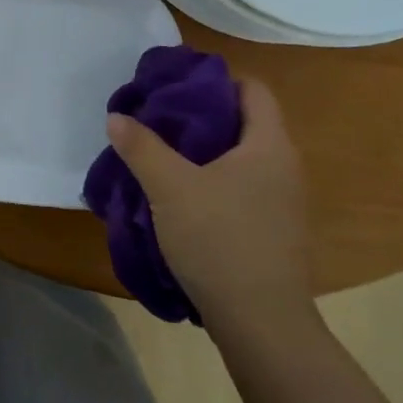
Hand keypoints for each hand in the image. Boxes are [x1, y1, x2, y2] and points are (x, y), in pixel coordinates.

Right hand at [104, 78, 315, 333]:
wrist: (261, 323)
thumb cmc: (219, 240)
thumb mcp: (169, 188)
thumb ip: (142, 147)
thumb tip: (117, 117)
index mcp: (269, 145)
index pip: (252, 89)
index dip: (215, 79)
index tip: (175, 86)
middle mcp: (284, 167)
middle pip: (245, 123)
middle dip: (202, 116)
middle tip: (159, 119)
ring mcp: (284, 203)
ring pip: (242, 159)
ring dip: (206, 153)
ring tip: (164, 156)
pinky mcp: (274, 231)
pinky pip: (243, 189)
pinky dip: (215, 182)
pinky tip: (183, 198)